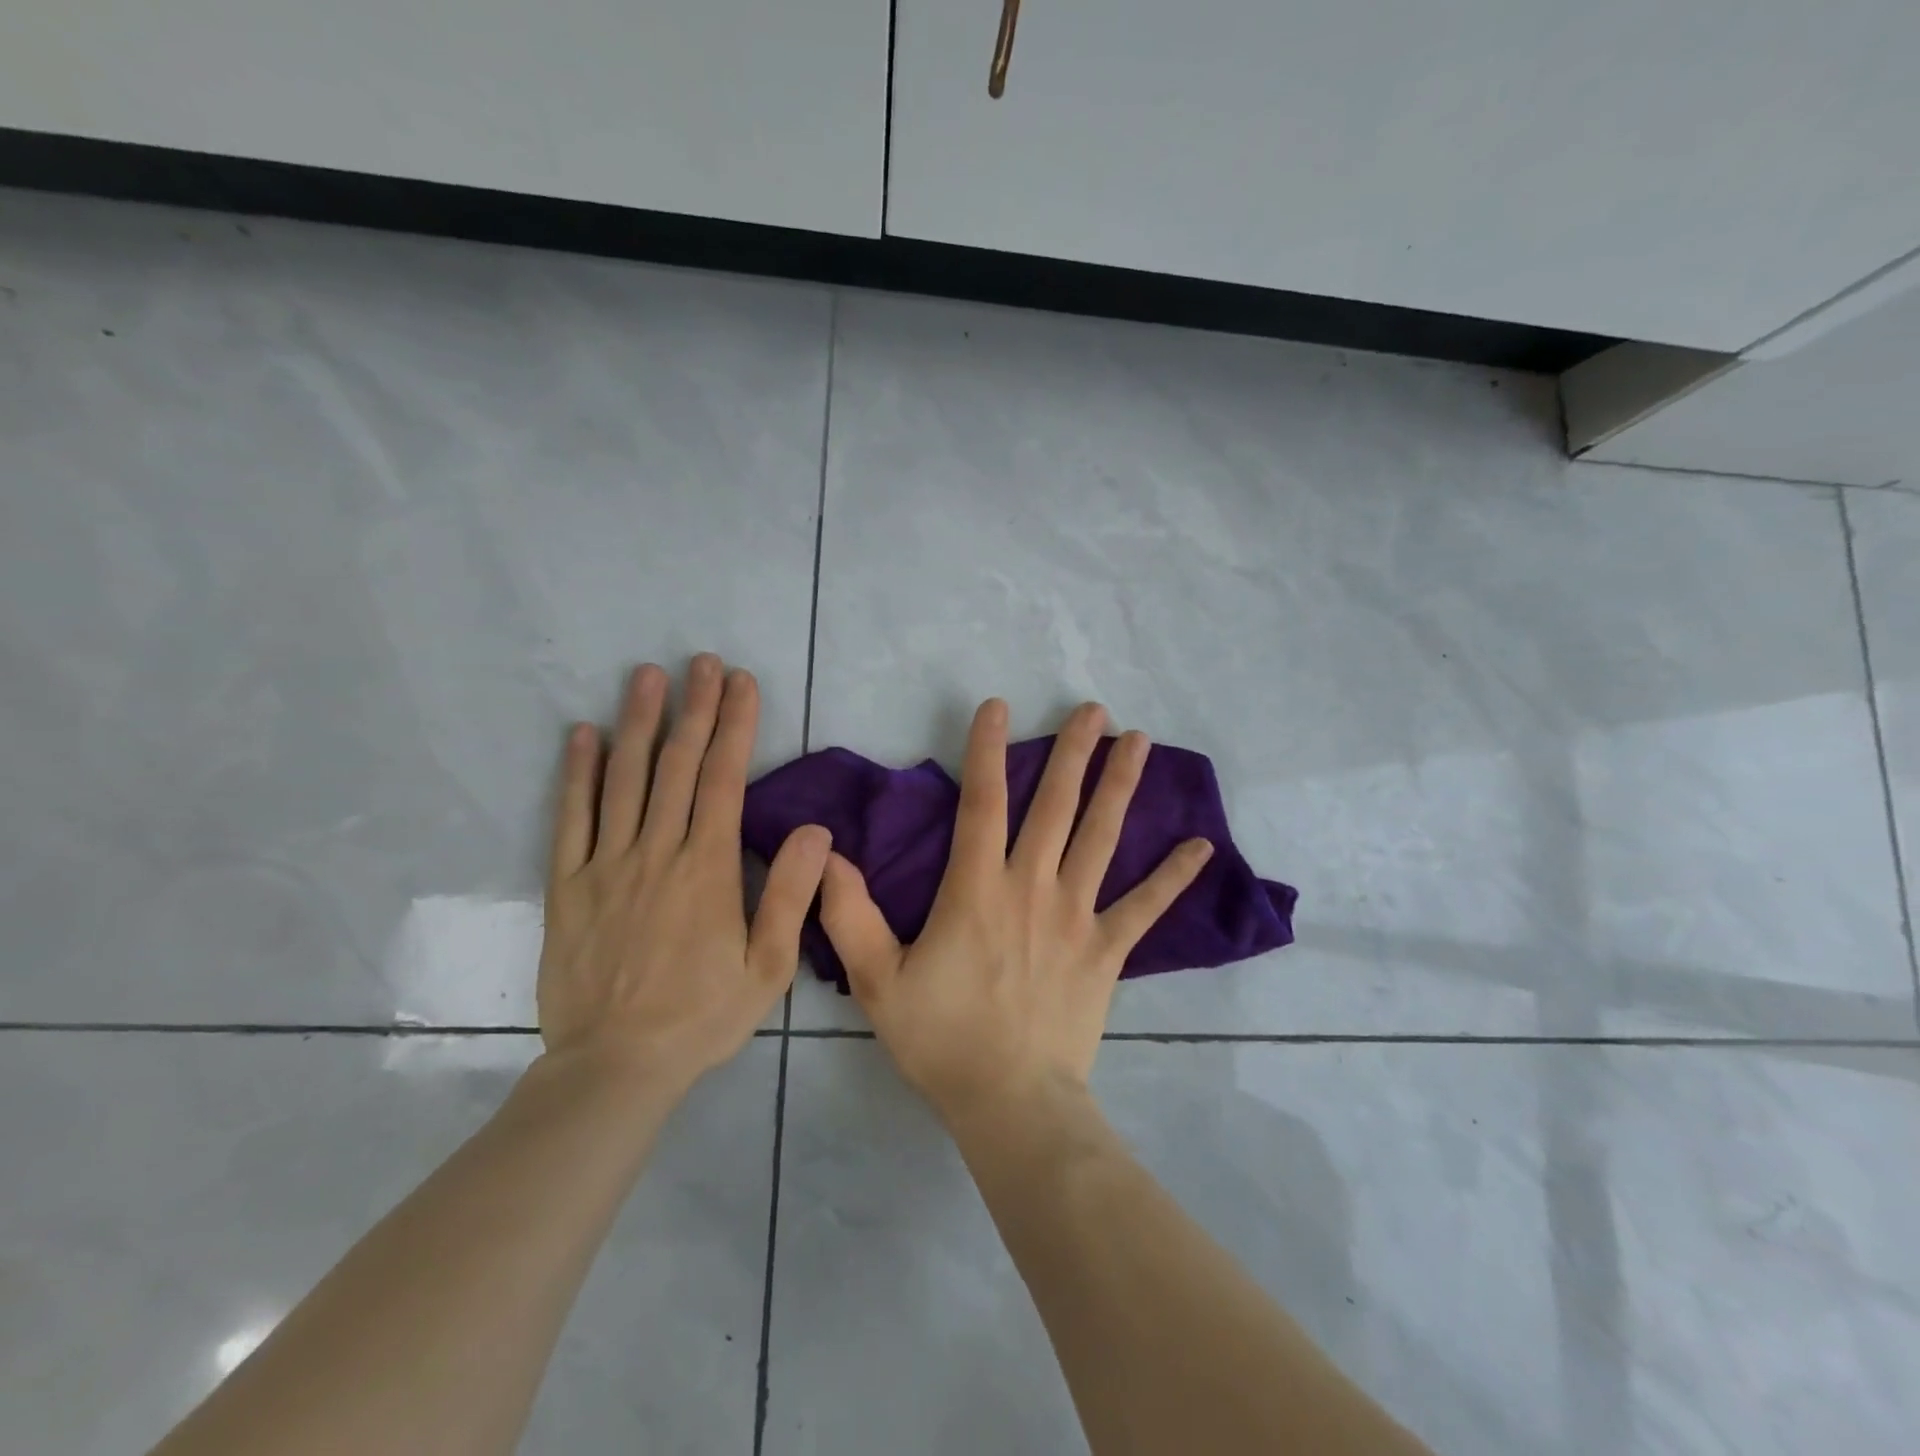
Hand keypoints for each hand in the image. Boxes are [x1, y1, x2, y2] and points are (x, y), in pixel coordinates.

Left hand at [537, 654, 830, 1093]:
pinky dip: (577, 774)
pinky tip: (582, 735)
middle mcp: (656, 853)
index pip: (723, 779)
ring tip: (647, 676)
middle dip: (694, 708)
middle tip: (702, 661)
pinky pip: (570, 819)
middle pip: (676, 766)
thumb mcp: (767, 967)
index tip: (741, 683)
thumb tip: (813, 831)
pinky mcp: (567, 886)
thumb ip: (790, 895)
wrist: (615, 1066)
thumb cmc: (701, 1016)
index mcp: (707, 869)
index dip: (734, 726)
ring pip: (624, 780)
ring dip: (638, 723)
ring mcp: (606, 865)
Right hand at [818, 699, 1211, 1125]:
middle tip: (1094, 708)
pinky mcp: (1107, 950)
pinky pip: (1146, 907)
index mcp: (977, 889)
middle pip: (1055, 806)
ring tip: (1139, 741)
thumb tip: (829, 857)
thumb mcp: (878, 981)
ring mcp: (1076, 916)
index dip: (987, 750)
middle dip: (1073, 752)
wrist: (1012, 1103)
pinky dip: (1173, 876)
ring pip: (1101, 838)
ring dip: (1120, 787)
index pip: (982, 802)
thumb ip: (851, 915)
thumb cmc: (943, 1040)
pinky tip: (1202, 846)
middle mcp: (1032, 887)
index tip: (998, 706)